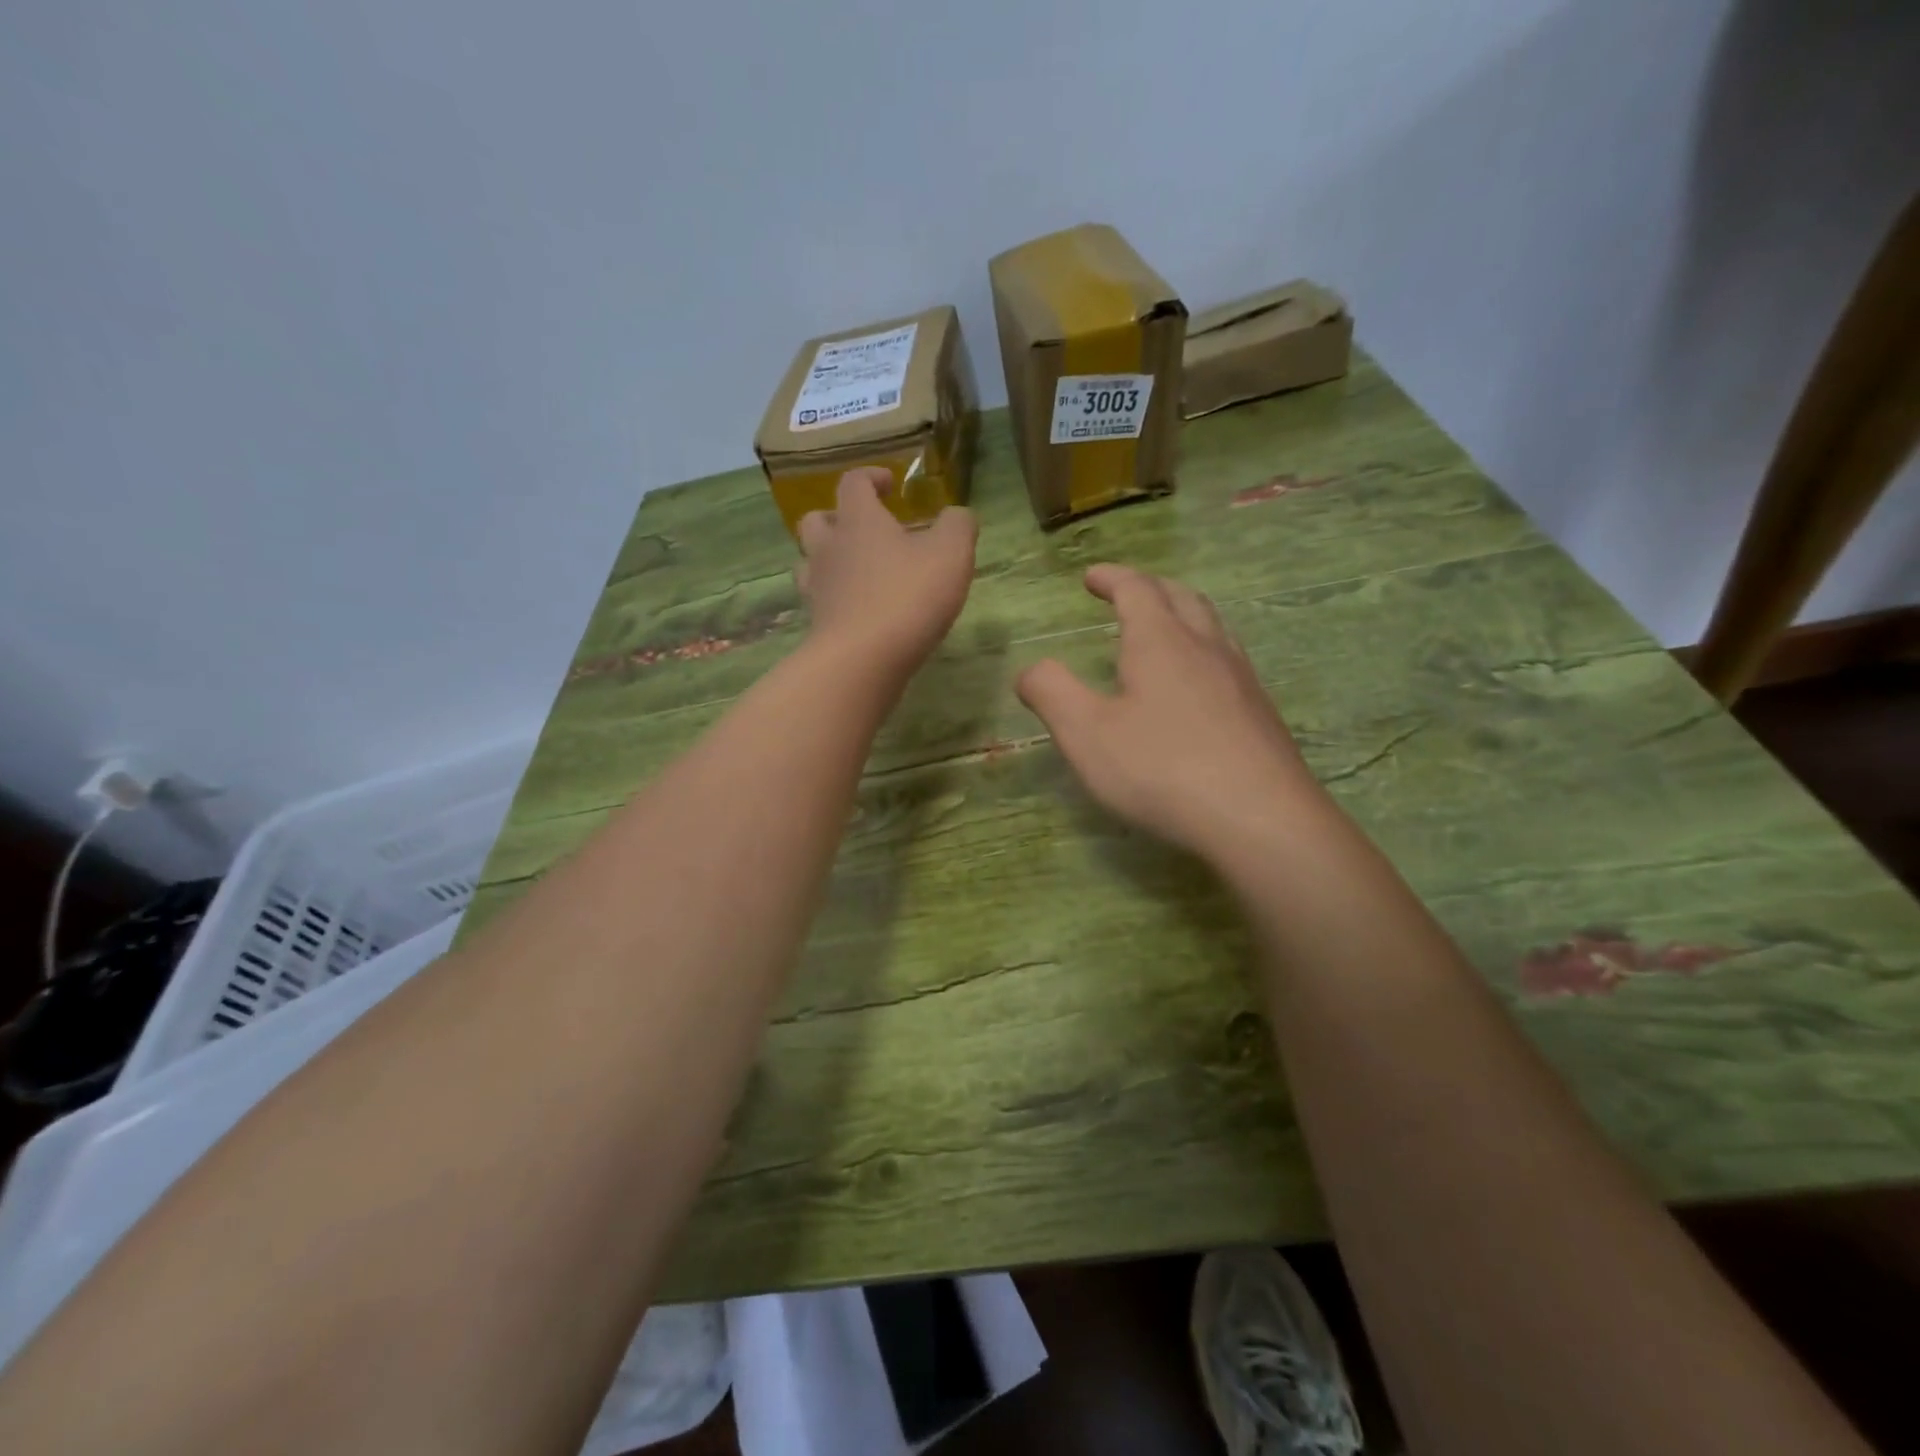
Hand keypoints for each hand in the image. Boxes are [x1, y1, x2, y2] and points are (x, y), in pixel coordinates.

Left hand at [795, 467, 976, 676]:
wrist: (862, 660)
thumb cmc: (908, 596)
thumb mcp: (951, 554)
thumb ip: (958, 525)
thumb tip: (957, 515)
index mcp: (858, 520)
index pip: (854, 482)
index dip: (871, 477)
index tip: (891, 485)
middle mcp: (829, 548)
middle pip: (817, 521)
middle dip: (839, 518)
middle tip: (867, 530)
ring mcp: (818, 588)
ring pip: (811, 561)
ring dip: (831, 559)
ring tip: (859, 571)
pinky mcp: (817, 624)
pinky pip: (820, 600)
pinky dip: (836, 598)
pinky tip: (860, 610)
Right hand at [1017, 565, 1320, 858]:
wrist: (1261, 819)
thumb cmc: (1162, 770)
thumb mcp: (1086, 734)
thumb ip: (1051, 693)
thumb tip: (1031, 668)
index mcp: (1160, 642)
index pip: (1136, 589)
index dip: (1111, 577)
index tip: (1090, 576)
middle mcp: (1205, 647)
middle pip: (1181, 596)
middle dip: (1149, 587)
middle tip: (1126, 593)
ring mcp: (1240, 678)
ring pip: (1212, 625)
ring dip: (1182, 613)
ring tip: (1164, 628)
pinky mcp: (1260, 712)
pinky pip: (1229, 659)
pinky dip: (1203, 649)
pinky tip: (1198, 684)